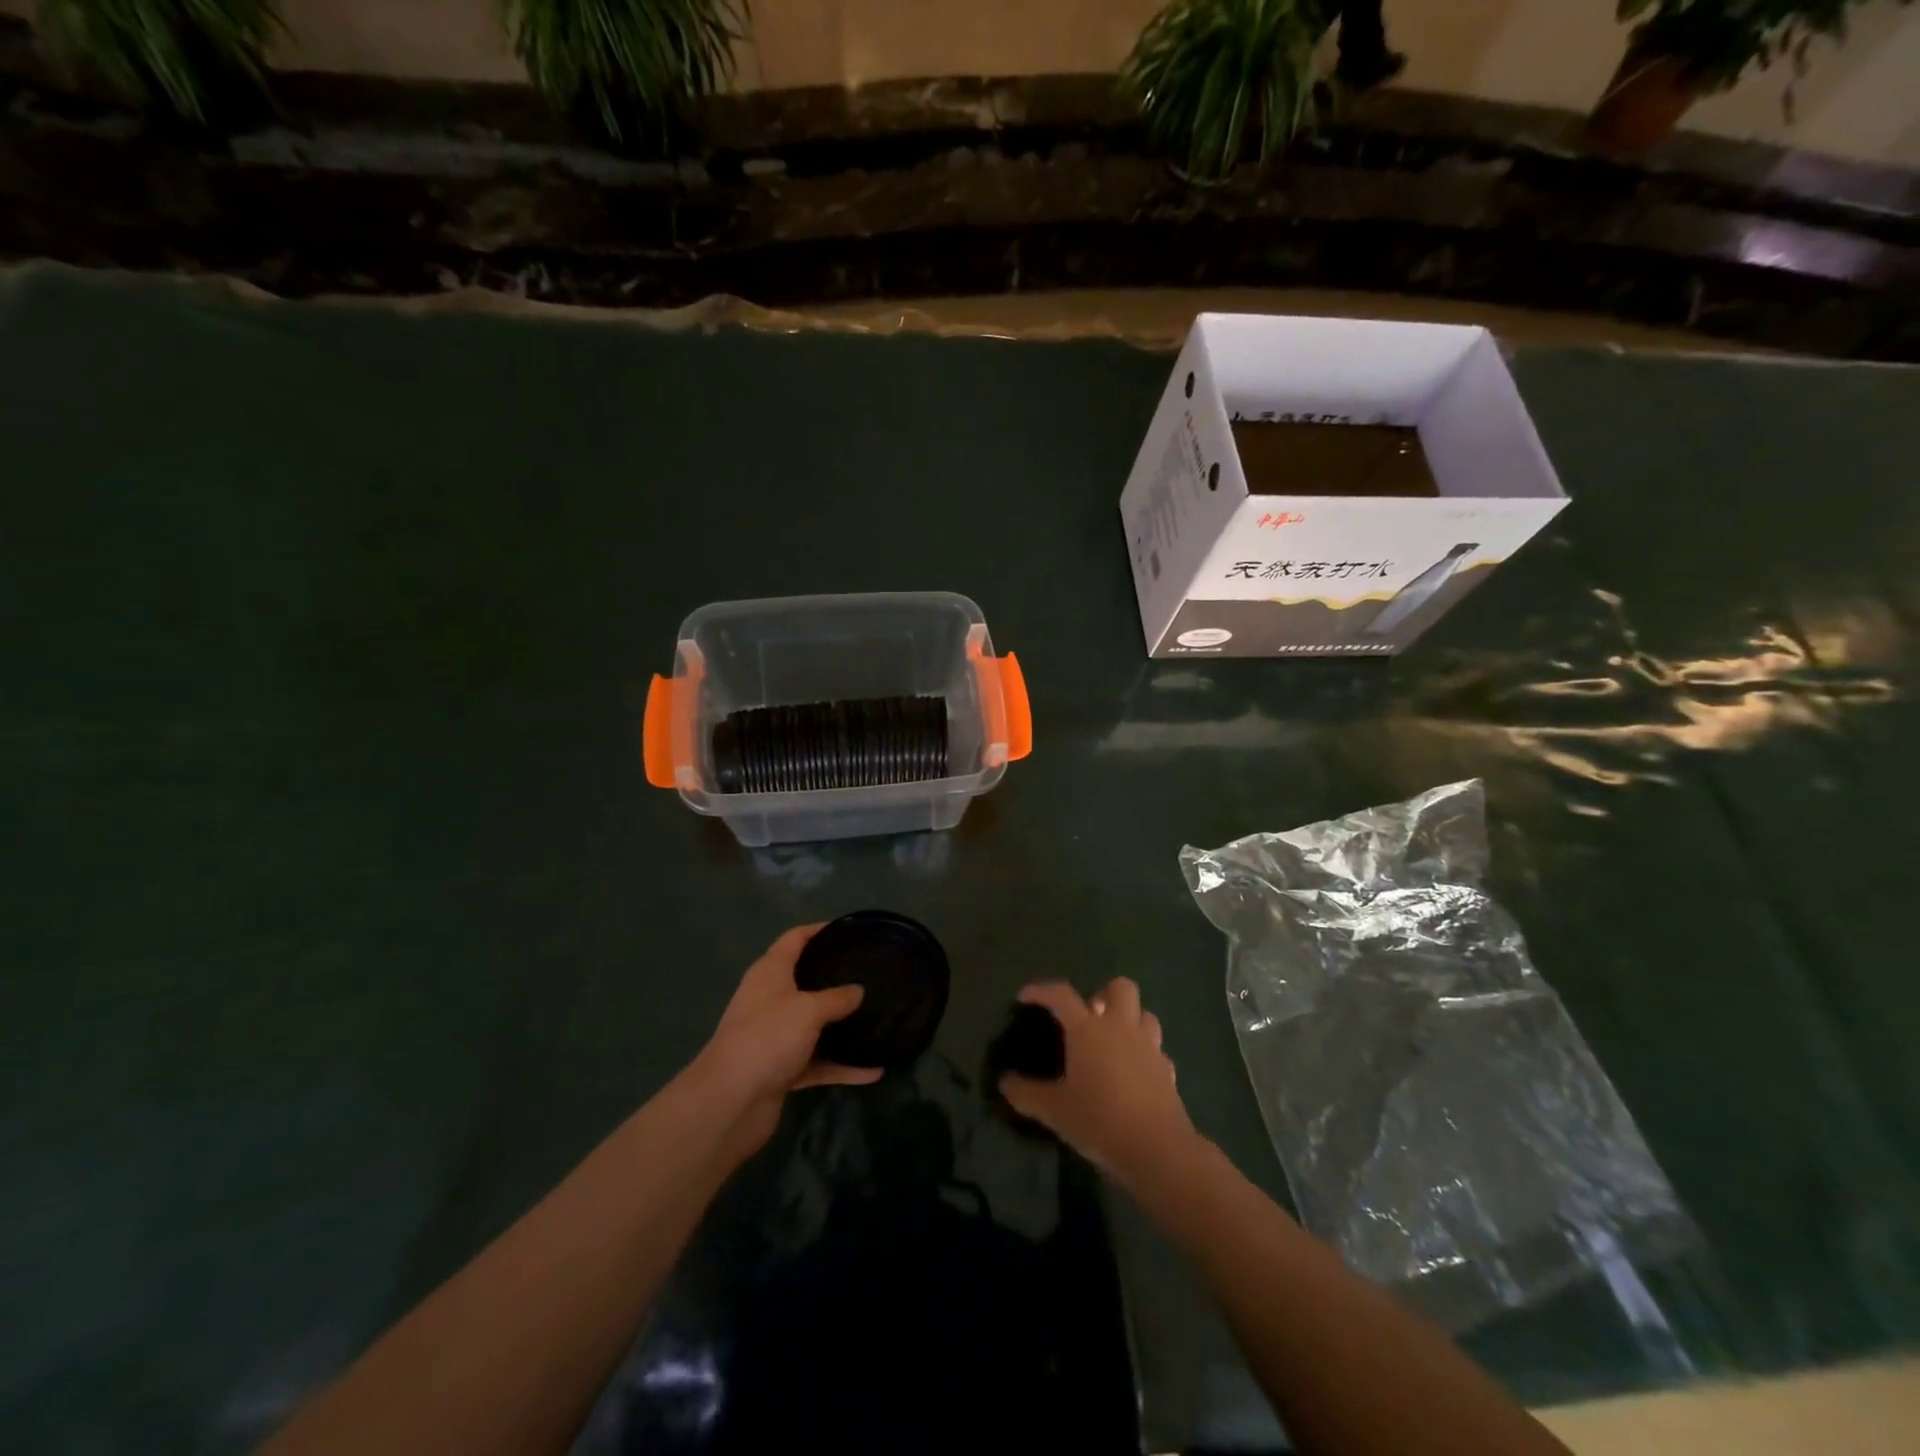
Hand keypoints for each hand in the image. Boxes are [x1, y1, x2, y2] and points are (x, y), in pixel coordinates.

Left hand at [691, 925, 881, 1160]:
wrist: (730, 1102)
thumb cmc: (767, 1037)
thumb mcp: (808, 1010)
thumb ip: (837, 998)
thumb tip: (858, 990)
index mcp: (770, 973)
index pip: (795, 939)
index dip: (819, 930)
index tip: (849, 930)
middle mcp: (770, 1000)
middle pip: (805, 981)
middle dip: (835, 978)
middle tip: (870, 973)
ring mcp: (775, 1037)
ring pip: (814, 1025)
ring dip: (841, 1026)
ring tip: (876, 1018)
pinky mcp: (781, 1070)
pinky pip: (818, 1062)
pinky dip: (841, 1066)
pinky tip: (873, 1071)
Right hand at [999, 978, 1198, 1187]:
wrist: (1156, 1148)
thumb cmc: (1098, 1119)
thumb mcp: (1054, 1110)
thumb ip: (1026, 1094)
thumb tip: (1005, 1084)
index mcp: (1088, 1029)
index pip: (1061, 995)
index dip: (1041, 991)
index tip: (1026, 997)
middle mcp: (1120, 1028)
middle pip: (1120, 988)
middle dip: (1104, 995)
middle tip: (1089, 1018)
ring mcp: (1149, 1047)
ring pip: (1144, 1014)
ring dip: (1129, 1021)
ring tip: (1113, 1043)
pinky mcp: (1168, 1070)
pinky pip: (1157, 1051)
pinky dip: (1145, 1055)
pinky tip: (1134, 1075)